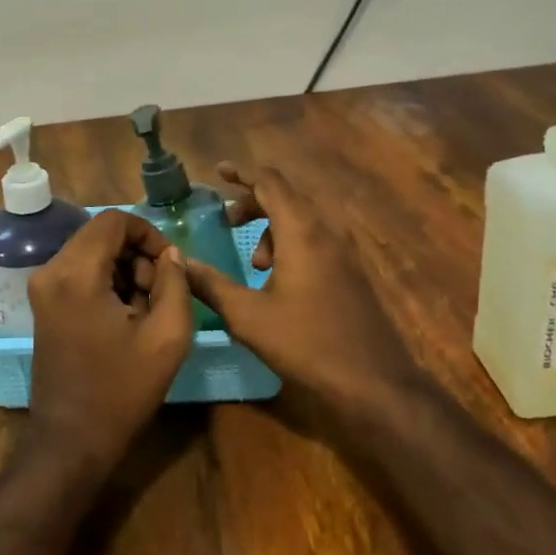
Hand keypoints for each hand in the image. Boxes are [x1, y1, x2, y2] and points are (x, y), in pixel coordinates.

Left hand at [25, 210, 193, 470]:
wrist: (71, 441)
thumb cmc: (121, 390)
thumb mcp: (167, 336)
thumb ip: (175, 283)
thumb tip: (170, 254)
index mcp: (76, 273)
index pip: (115, 220)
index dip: (149, 233)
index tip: (168, 266)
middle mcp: (51, 271)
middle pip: (101, 234)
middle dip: (137, 254)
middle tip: (158, 293)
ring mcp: (43, 288)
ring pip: (92, 252)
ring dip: (124, 269)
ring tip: (144, 309)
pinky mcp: (44, 305)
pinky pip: (80, 272)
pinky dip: (106, 282)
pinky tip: (124, 317)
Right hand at [182, 163, 423, 413]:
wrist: (375, 382)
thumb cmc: (307, 343)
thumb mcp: (249, 317)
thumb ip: (210, 285)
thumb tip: (180, 263)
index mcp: (302, 231)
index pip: (270, 182)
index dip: (242, 174)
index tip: (218, 172)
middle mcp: (327, 230)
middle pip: (287, 197)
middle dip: (254, 204)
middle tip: (228, 222)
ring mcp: (345, 250)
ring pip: (303, 219)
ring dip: (273, 228)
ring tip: (256, 264)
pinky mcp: (352, 270)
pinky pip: (317, 238)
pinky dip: (292, 243)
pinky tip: (281, 280)